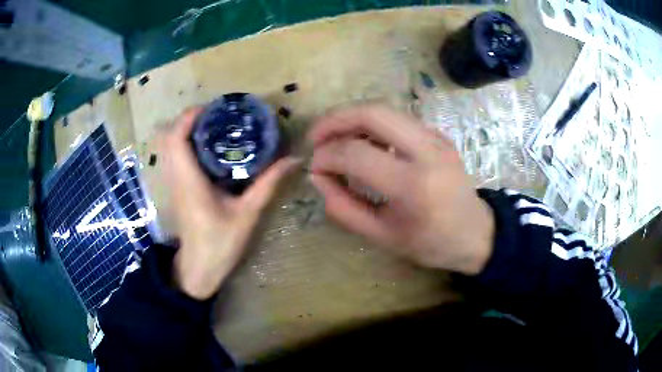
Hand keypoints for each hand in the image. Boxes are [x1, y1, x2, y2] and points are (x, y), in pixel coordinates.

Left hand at [160, 108, 300, 299]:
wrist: (198, 268)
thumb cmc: (220, 243)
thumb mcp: (248, 213)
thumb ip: (268, 184)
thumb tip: (293, 160)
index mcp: (189, 180)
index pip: (176, 137)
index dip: (190, 116)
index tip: (214, 108)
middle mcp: (175, 177)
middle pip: (169, 136)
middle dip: (190, 119)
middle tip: (218, 115)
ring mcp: (172, 183)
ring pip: (169, 145)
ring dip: (187, 130)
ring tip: (214, 126)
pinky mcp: (175, 188)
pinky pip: (173, 156)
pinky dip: (185, 143)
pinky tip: (208, 148)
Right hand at [309, 105, 494, 274]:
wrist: (476, 233)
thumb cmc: (431, 243)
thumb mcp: (382, 236)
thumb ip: (344, 208)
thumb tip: (318, 178)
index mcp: (412, 185)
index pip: (356, 154)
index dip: (326, 157)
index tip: (314, 168)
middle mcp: (427, 150)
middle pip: (372, 113)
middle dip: (334, 119)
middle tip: (315, 137)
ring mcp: (436, 137)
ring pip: (384, 110)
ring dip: (351, 118)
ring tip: (333, 138)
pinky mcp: (438, 134)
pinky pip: (397, 119)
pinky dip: (371, 125)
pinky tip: (361, 142)